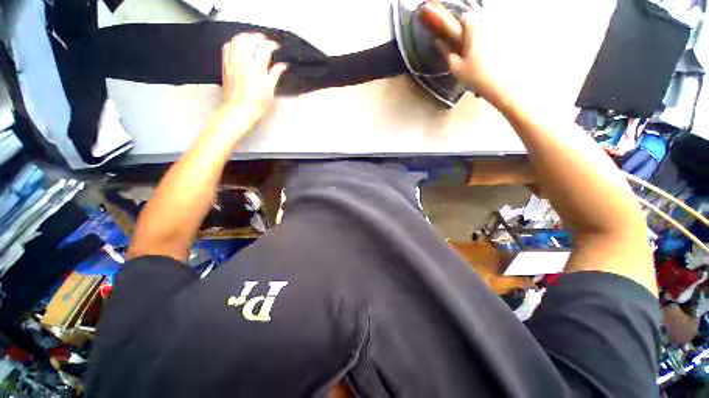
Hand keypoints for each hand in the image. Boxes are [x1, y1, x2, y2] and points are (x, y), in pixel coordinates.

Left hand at [221, 33, 287, 128]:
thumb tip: (282, 66)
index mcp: (257, 70)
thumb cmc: (256, 104)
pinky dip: (234, 43)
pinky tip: (239, 46)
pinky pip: (227, 48)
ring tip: (252, 40)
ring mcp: (233, 63)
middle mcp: (244, 63)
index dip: (271, 44)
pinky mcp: (226, 66)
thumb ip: (275, 75)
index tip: (275, 47)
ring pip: (237, 40)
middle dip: (258, 37)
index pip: (264, 48)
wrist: (239, 110)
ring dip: (246, 37)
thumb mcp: (269, 91)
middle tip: (264, 41)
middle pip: (249, 40)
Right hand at [435, 12, 496, 98]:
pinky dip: (484, 49)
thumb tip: (438, 41)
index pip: (465, 17)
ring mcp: (496, 36)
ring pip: (482, 33)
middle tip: (460, 50)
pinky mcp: (502, 44)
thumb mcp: (455, 66)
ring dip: (475, 42)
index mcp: (474, 31)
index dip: (457, 23)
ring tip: (470, 59)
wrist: (497, 85)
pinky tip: (481, 63)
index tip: (452, 35)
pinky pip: (490, 41)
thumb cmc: (474, 75)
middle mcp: (487, 29)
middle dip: (466, 34)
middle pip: (474, 24)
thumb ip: (446, 52)